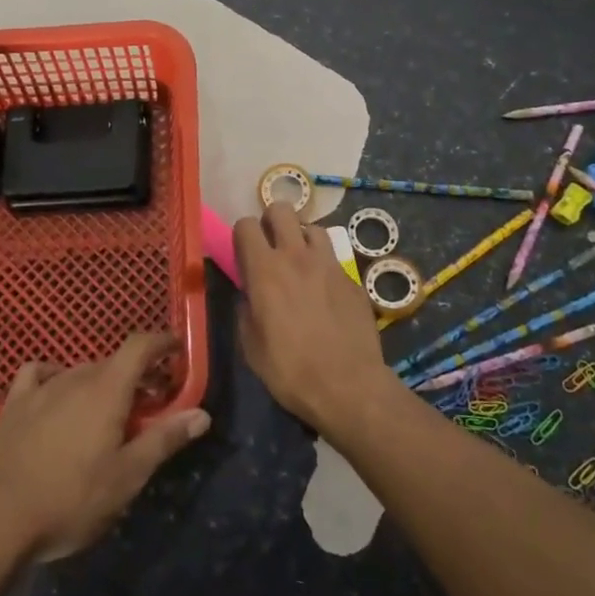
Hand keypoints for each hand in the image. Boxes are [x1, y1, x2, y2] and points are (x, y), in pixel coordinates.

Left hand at [0, 333, 209, 561]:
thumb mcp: (126, 477)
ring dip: (101, 382)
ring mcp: (40, 388)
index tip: (177, 349)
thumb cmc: (70, 500)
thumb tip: (201, 413)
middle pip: (113, 362)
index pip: (140, 346)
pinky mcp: (13, 405)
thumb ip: (164, 440)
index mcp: (107, 390)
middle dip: (136, 375)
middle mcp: (75, 377)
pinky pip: (39, 375)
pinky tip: (55, 395)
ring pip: (80, 371)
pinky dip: (55, 378)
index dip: (161, 342)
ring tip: (108, 411)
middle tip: (150, 404)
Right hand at [233, 203, 399, 434]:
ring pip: (313, 227)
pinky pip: (334, 258)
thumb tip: (249, 296)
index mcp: (265, 270)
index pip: (245, 224)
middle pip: (282, 209)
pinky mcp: (353, 279)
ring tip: (301, 263)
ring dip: (302, 239)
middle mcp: (297, 256)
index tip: (244, 254)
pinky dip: (325, 266)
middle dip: (272, 221)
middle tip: (271, 246)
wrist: (348, 386)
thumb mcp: (251, 346)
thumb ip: (246, 310)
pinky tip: (325, 291)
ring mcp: (329, 264)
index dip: (242, 235)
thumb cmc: (290, 370)